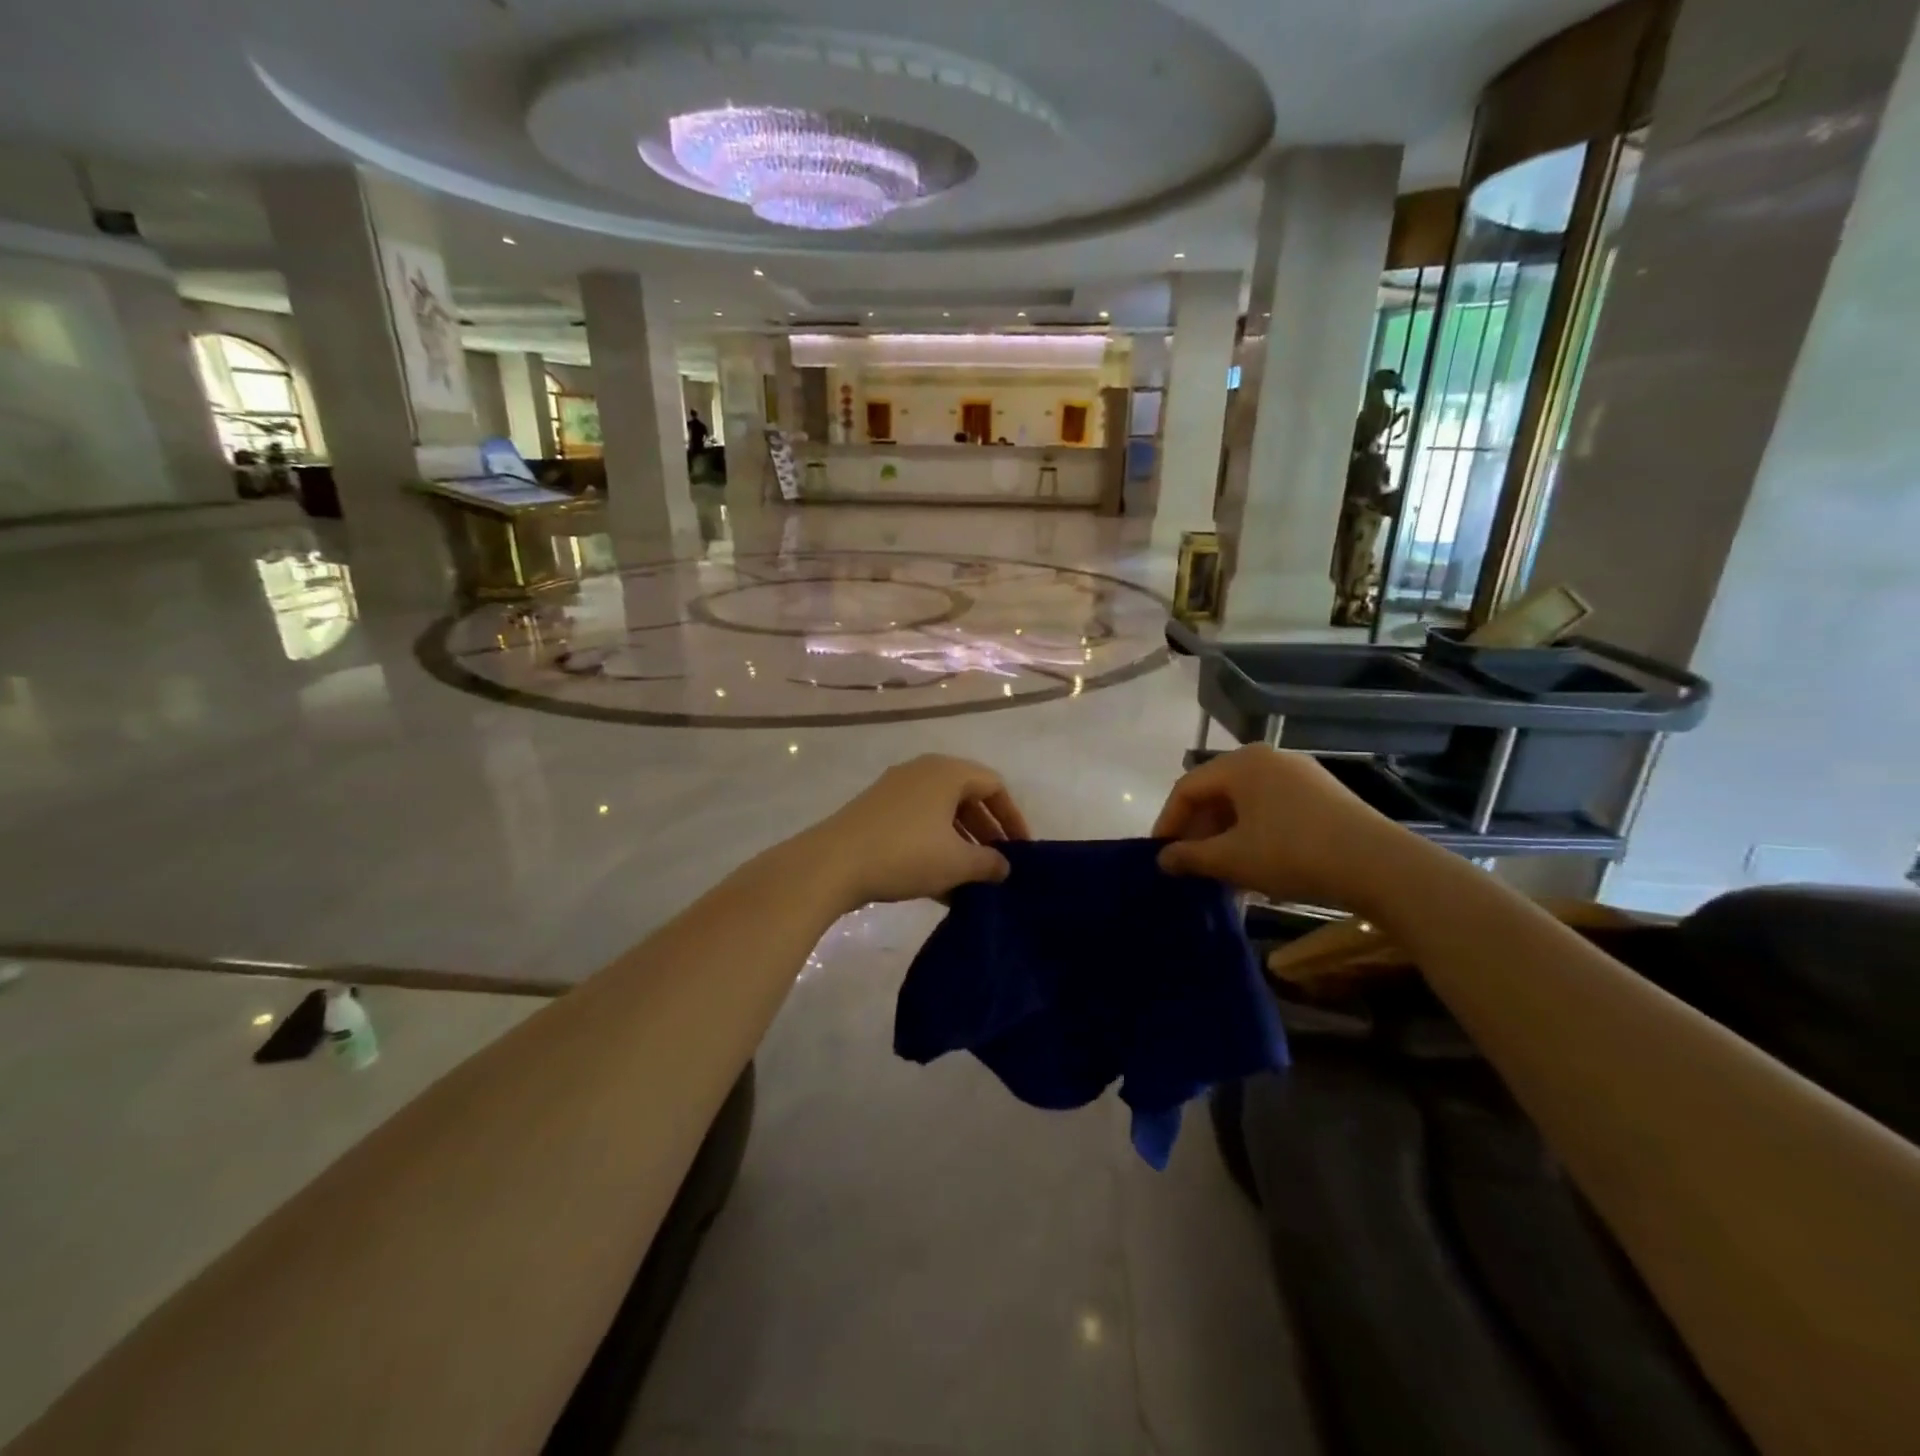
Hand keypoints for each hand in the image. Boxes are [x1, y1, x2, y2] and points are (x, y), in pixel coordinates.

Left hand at [808, 754, 1031, 908]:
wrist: (831, 864)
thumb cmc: (905, 854)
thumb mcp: (956, 863)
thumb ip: (989, 863)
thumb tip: (1003, 867)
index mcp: (947, 772)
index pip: (994, 786)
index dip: (1013, 818)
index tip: (1022, 850)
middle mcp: (922, 772)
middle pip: (967, 797)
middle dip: (986, 833)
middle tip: (999, 864)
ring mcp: (895, 790)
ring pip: (941, 814)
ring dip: (961, 844)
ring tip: (972, 880)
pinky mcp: (875, 811)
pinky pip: (918, 824)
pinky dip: (935, 847)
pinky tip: (941, 885)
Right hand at [1152, 746, 1420, 912]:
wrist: (1380, 866)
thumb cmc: (1293, 853)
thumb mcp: (1232, 859)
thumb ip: (1190, 857)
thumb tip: (1163, 860)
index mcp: (1241, 763)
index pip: (1187, 788)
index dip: (1168, 822)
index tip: (1160, 856)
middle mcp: (1268, 759)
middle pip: (1216, 792)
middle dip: (1197, 829)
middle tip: (1188, 864)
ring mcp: (1298, 774)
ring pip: (1244, 802)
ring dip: (1224, 834)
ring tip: (1219, 868)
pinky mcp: (1321, 794)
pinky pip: (1270, 807)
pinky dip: (1252, 831)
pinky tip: (1253, 862)